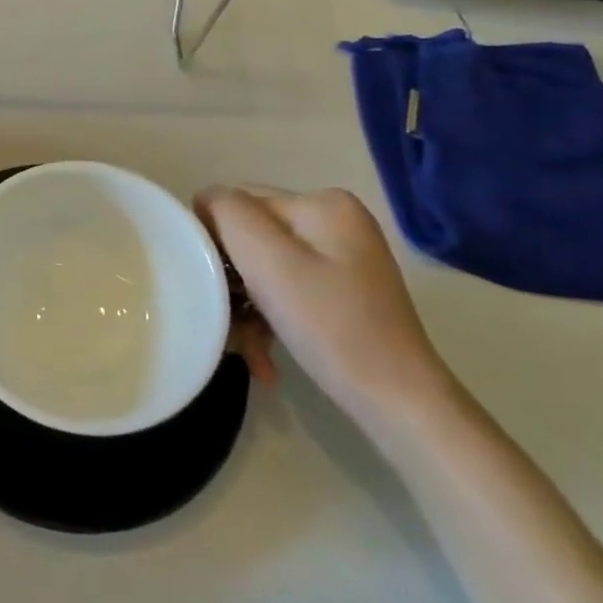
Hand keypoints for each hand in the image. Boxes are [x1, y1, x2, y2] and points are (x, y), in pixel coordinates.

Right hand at [196, 186, 455, 436]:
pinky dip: (268, 321)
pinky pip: (284, 292)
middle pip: (250, 239)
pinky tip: (263, 357)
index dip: (214, 242)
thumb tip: (204, 200)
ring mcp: (339, 258)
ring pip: (263, 270)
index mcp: (321, 203)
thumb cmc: (330, 326)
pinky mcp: (340, 292)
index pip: (238, 205)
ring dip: (244, 309)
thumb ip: (228, 213)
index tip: (208, 287)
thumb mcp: (268, 261)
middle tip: (224, 324)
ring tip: (243, 350)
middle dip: (230, 282)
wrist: (398, 402)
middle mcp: (333, 221)